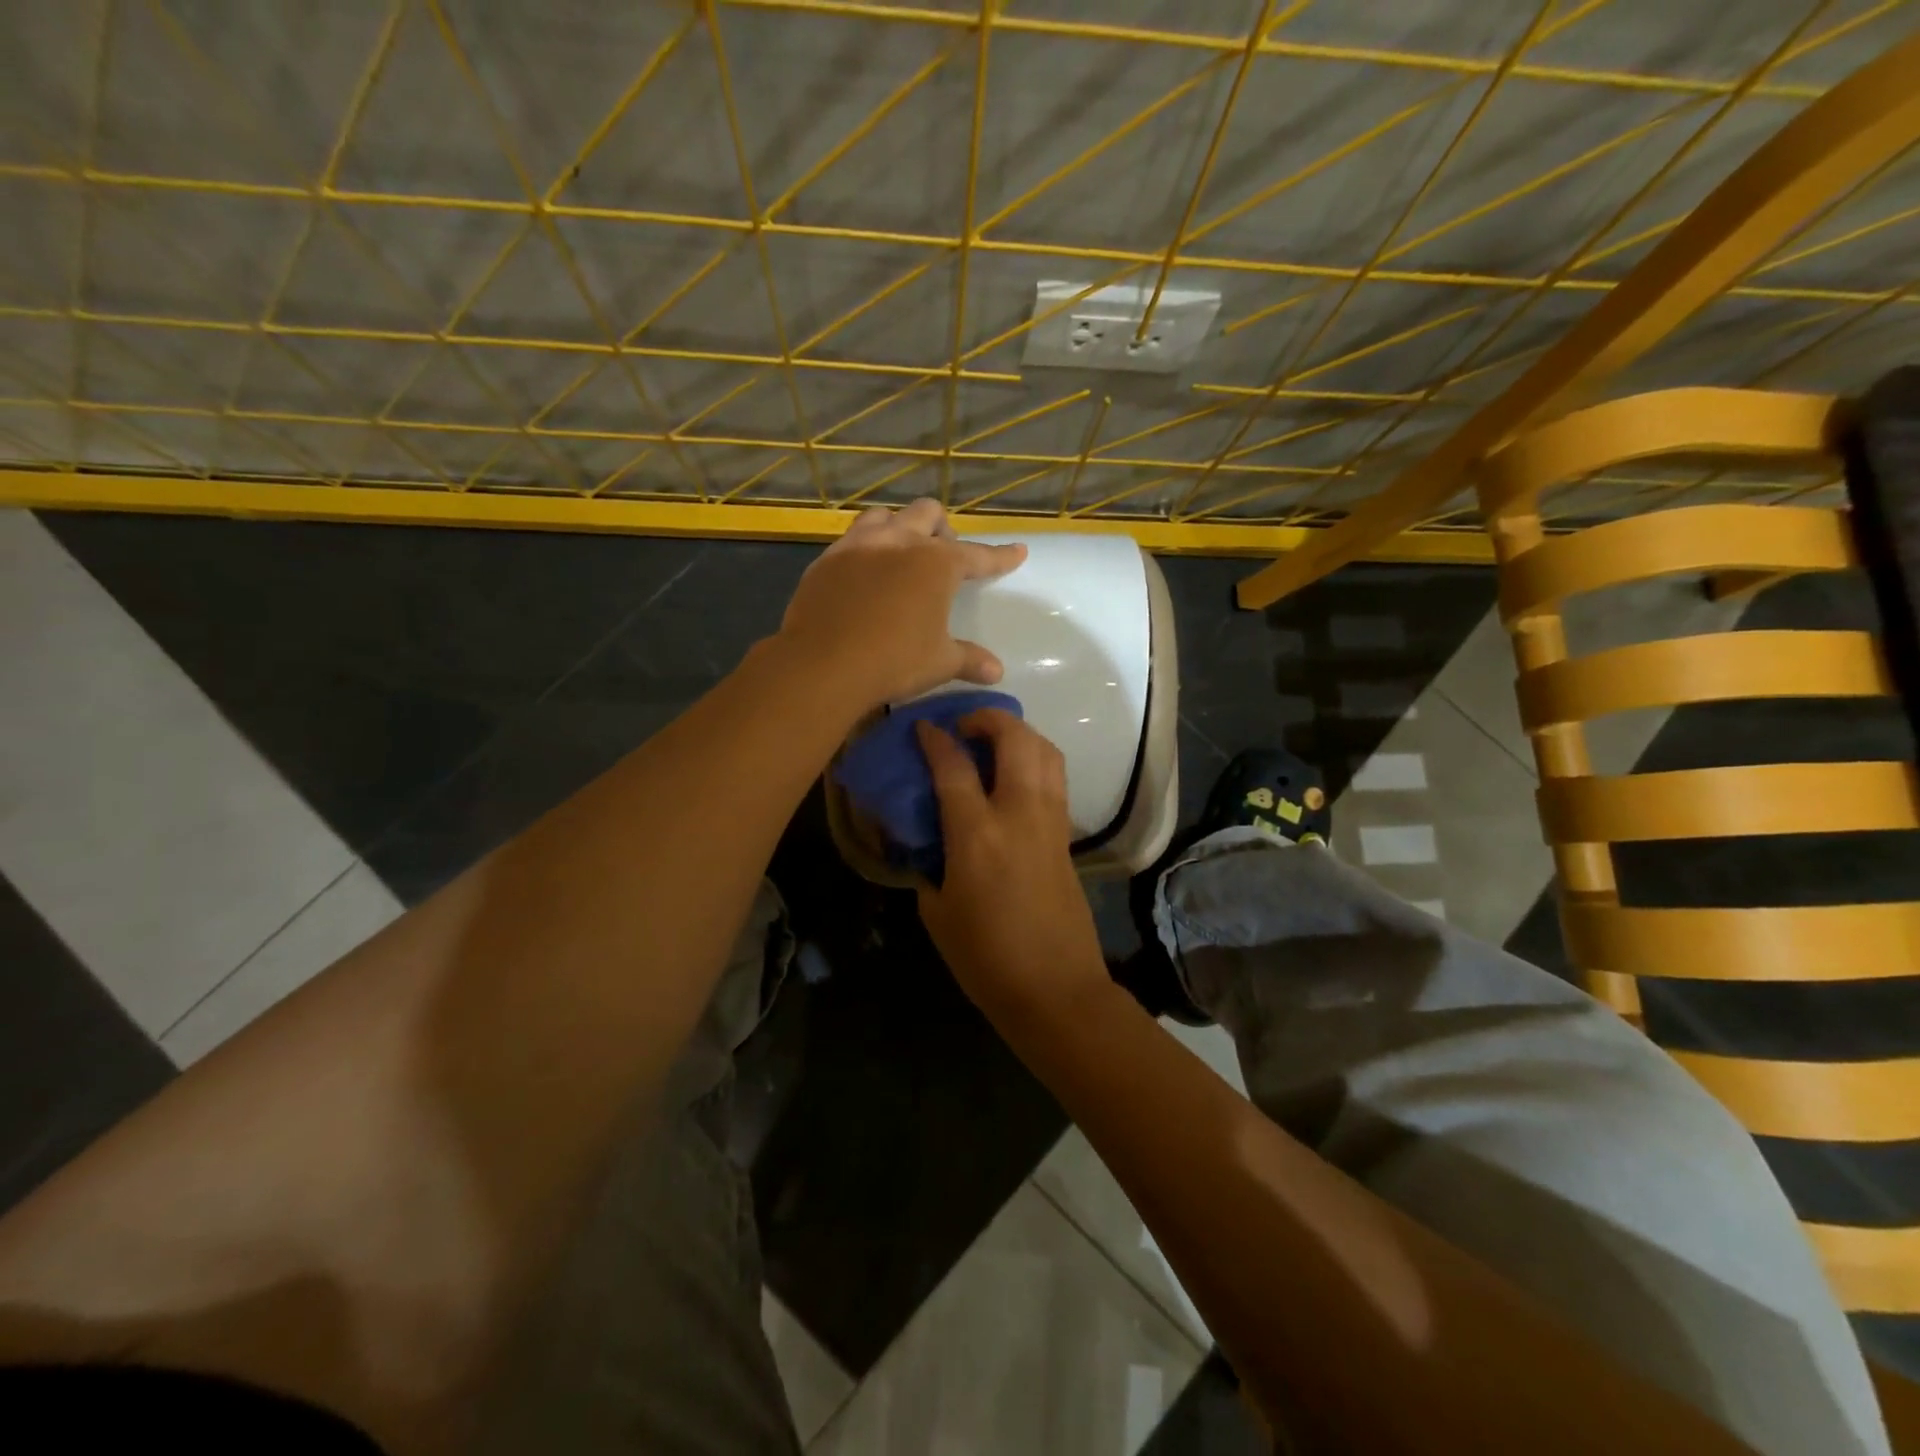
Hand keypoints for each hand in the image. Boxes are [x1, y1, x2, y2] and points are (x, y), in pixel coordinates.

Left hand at [777, 499, 1026, 711]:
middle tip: (942, 555)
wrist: (822, 665)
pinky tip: (863, 573)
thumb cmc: (893, 661)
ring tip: (900, 553)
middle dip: (941, 529)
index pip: (977, 556)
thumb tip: (996, 671)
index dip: (999, 556)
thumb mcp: (939, 663)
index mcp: (936, 563)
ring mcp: (857, 546)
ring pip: (884, 516)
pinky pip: (850, 540)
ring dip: (899, 527)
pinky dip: (865, 549)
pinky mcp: (826, 561)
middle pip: (927, 514)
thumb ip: (969, 660)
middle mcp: (899, 542)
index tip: (1017, 551)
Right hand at [915, 709, 1110, 1024]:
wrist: (1056, 989)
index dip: (935, 739)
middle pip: (1014, 739)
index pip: (953, 766)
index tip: (923, 727)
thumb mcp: (938, 914)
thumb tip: (929, 843)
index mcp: (977, 836)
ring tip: (993, 742)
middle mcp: (1019, 815)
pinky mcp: (1067, 834)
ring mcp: (1050, 821)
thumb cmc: (986, 958)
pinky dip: (1035, 759)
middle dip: (988, 718)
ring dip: (1019, 733)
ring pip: (1045, 751)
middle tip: (965, 726)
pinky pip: (1055, 777)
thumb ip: (930, 866)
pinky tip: (1015, 776)